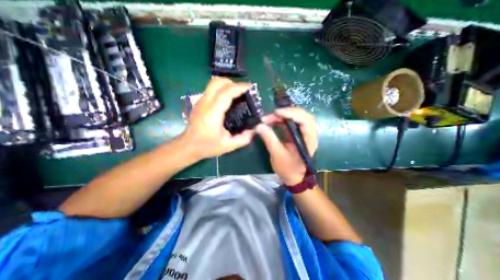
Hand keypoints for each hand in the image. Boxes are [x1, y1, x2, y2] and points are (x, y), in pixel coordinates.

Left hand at [182, 77, 255, 159]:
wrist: (188, 146)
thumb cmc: (207, 146)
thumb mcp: (228, 146)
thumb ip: (243, 139)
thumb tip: (253, 130)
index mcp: (213, 113)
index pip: (226, 93)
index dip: (239, 87)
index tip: (250, 87)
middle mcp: (205, 103)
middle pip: (217, 82)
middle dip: (232, 82)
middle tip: (243, 91)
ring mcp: (201, 101)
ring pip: (213, 83)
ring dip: (226, 84)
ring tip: (236, 93)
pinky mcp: (199, 103)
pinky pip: (211, 89)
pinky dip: (222, 89)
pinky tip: (228, 99)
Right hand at [255, 107, 318, 185]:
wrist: (294, 178)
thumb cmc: (288, 169)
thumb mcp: (277, 155)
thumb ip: (269, 139)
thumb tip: (259, 125)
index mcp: (308, 140)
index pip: (306, 121)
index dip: (292, 113)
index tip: (276, 112)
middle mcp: (309, 134)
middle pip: (303, 116)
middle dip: (287, 112)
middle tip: (272, 114)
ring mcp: (303, 133)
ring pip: (297, 117)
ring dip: (283, 115)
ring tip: (269, 118)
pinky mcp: (297, 134)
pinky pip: (291, 122)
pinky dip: (282, 120)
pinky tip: (273, 121)